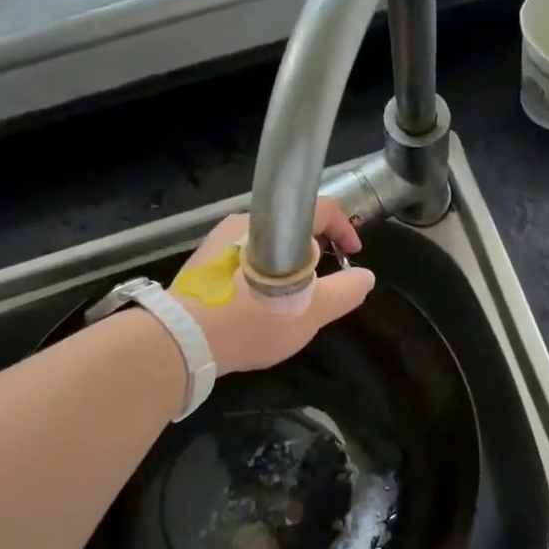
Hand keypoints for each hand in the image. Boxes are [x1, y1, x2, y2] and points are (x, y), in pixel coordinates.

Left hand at [169, 199, 375, 375]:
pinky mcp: (202, 262)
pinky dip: (261, 273)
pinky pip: (243, 257)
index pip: (322, 207)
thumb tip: (366, 276)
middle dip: (315, 251)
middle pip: (292, 226)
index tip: (352, 254)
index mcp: (275, 225)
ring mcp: (219, 240)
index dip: (345, 227)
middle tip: (323, 282)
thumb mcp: (311, 312)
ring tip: (291, 297)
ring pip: (267, 243)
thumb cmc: (253, 321)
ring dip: (286, 264)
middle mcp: (245, 221)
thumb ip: (345, 292)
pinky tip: (258, 304)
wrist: (182, 341)